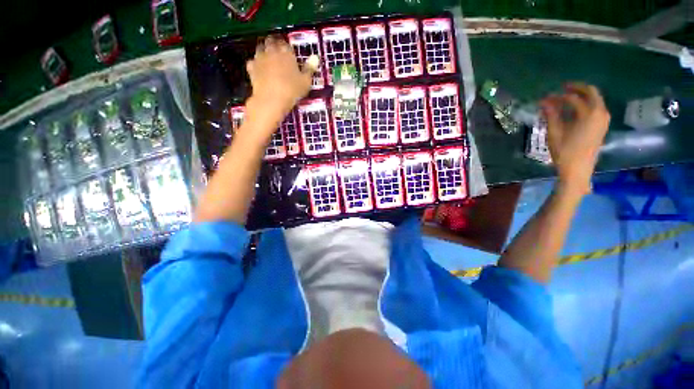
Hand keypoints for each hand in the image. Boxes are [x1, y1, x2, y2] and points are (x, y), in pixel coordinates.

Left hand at [245, 36, 313, 128]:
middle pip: (271, 42)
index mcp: (286, 53)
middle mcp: (272, 51)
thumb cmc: (292, 90)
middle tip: (278, 54)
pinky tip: (259, 70)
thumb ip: (310, 69)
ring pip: (260, 49)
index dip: (288, 49)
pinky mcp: (251, 68)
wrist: (272, 99)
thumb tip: (315, 58)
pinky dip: (255, 64)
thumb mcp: (306, 82)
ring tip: (268, 60)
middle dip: (274, 45)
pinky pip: (252, 62)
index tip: (290, 55)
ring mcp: (260, 58)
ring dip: (264, 52)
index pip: (286, 45)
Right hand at [541, 83, 610, 195]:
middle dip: (576, 88)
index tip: (545, 99)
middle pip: (591, 92)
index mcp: (589, 114)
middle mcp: (600, 113)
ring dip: (581, 96)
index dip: (558, 97)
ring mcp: (603, 120)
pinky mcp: (602, 126)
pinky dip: (585, 105)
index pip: (573, 98)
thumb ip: (551, 115)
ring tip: (566, 99)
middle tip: (562, 88)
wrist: (578, 170)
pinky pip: (596, 108)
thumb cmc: (565, 152)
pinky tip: (573, 110)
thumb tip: (544, 102)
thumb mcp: (555, 133)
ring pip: (595, 100)